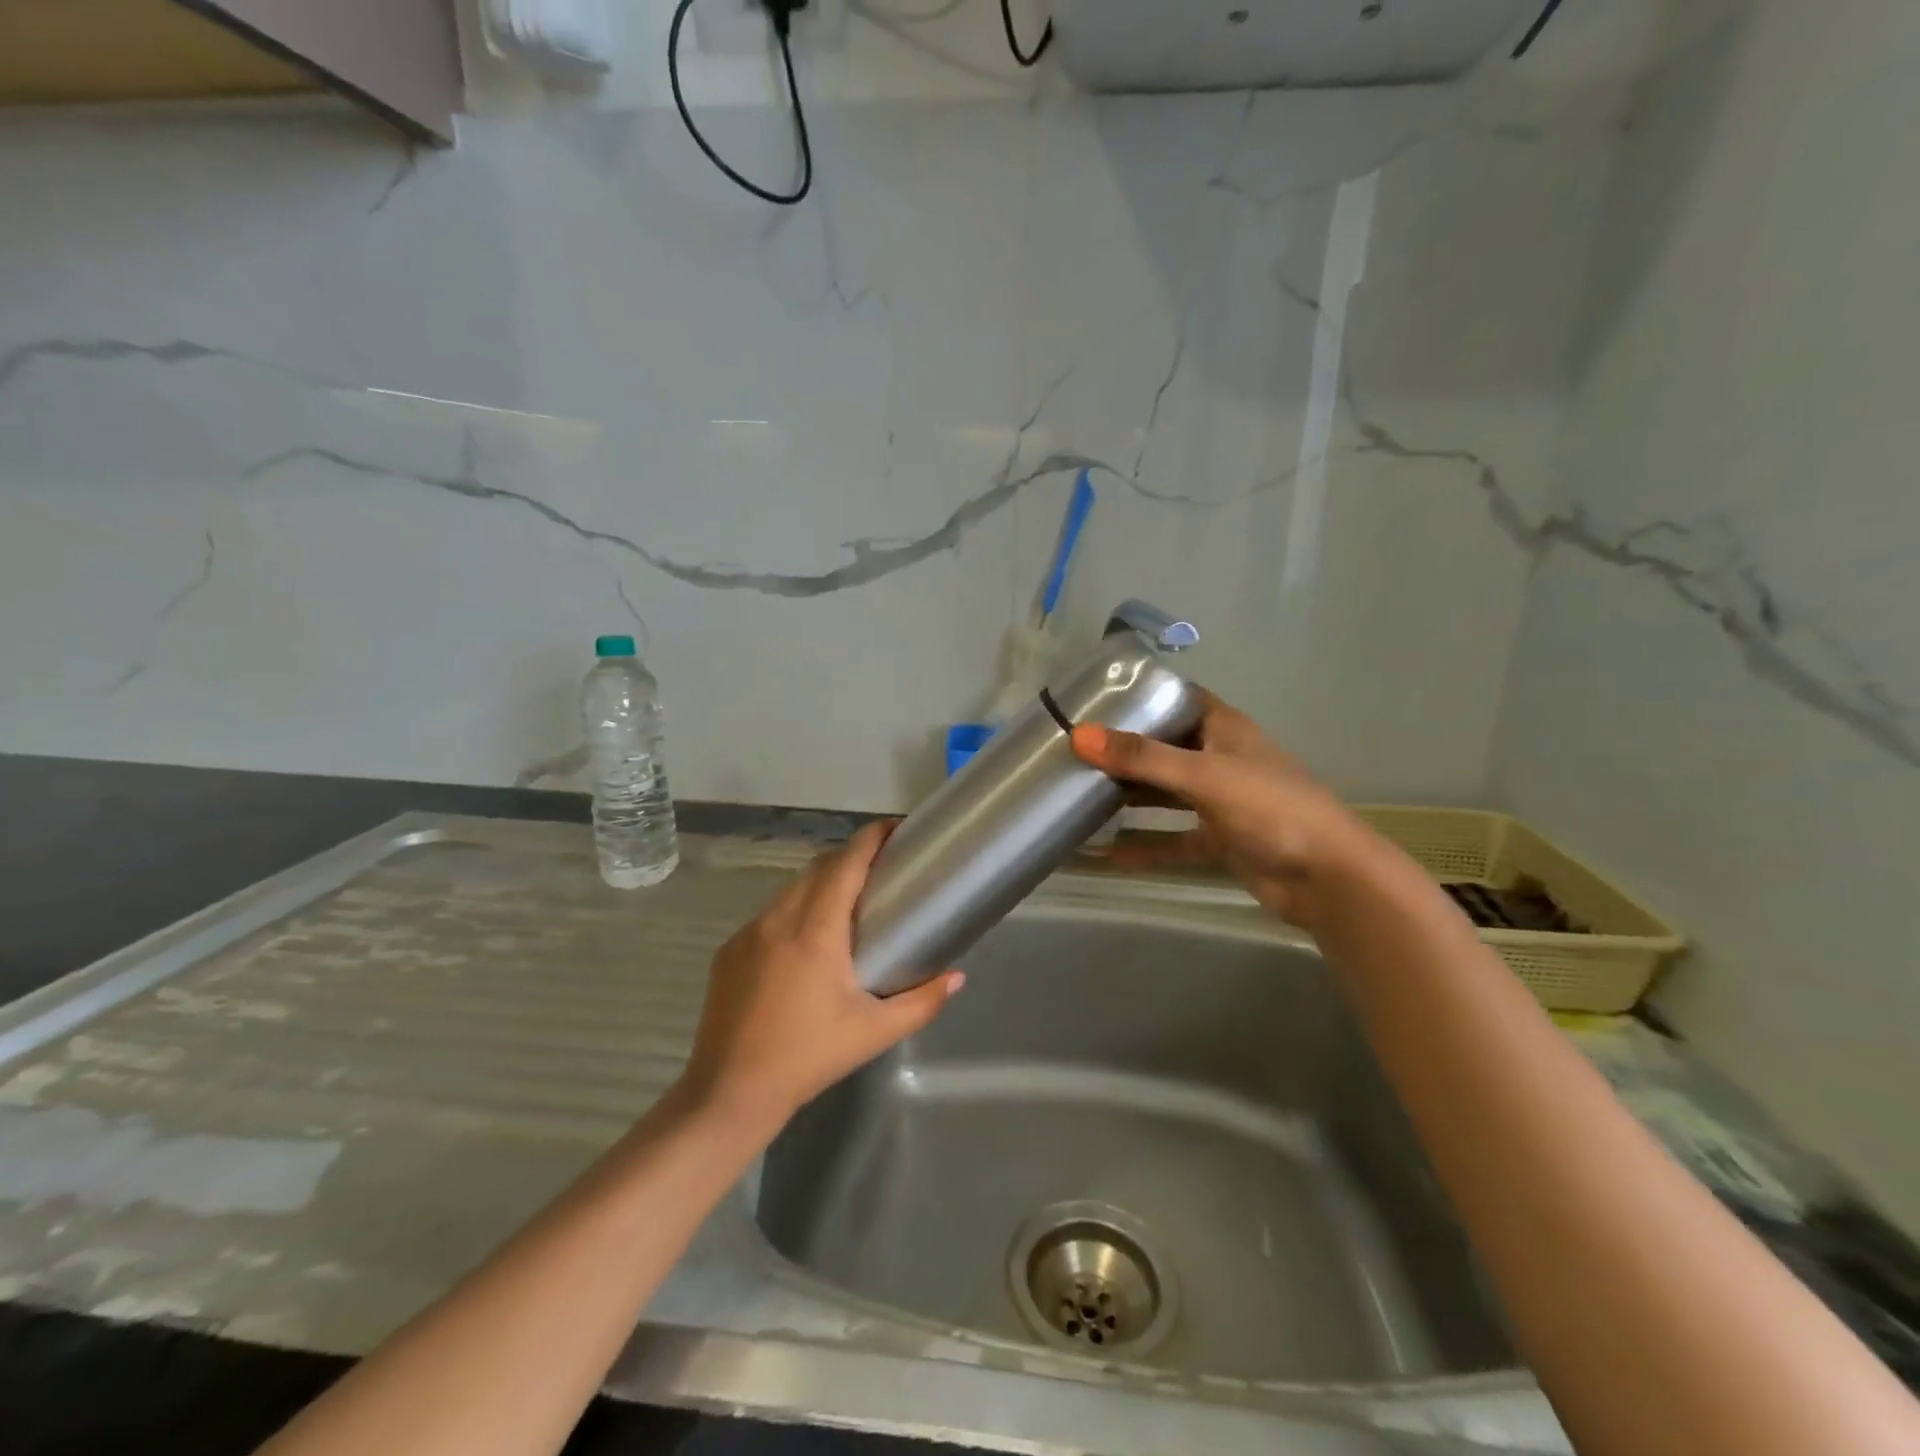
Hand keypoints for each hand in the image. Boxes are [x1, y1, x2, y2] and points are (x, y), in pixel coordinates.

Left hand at [678, 822, 963, 1127]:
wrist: (728, 1093)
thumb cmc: (808, 1057)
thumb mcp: (874, 1032)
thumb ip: (922, 1002)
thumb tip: (957, 976)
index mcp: (815, 931)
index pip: (846, 863)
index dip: (871, 838)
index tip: (896, 829)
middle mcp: (778, 919)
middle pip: (819, 868)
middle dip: (851, 857)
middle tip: (883, 870)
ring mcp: (748, 933)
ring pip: (792, 890)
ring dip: (822, 884)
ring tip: (849, 905)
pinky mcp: (729, 950)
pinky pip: (769, 915)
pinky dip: (795, 912)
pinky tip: (806, 945)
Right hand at [1069, 691, 1386, 931]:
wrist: (1328, 878)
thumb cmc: (1270, 808)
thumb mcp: (1203, 776)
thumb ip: (1142, 758)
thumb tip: (1079, 736)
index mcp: (1224, 729)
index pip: (1179, 699)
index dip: (1143, 695)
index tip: (1096, 698)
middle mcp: (1221, 760)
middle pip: (1166, 748)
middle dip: (1125, 750)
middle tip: (1075, 750)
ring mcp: (1221, 802)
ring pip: (1166, 794)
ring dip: (1131, 797)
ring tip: (1080, 794)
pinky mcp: (1221, 840)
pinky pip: (1174, 839)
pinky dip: (1146, 846)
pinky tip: (1108, 854)